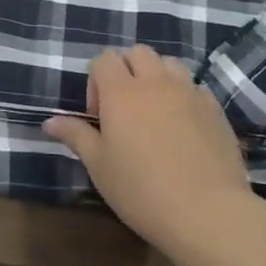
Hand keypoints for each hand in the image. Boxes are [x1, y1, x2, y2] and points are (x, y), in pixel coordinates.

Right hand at [44, 44, 253, 258]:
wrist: (206, 212)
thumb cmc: (141, 190)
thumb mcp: (99, 166)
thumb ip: (76, 136)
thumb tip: (50, 121)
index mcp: (121, 92)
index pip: (104, 59)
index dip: (95, 80)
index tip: (98, 116)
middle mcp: (156, 82)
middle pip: (138, 53)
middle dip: (126, 70)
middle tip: (124, 109)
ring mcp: (189, 92)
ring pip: (169, 64)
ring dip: (157, 77)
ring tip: (155, 112)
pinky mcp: (215, 109)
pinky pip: (195, 87)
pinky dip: (183, 95)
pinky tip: (183, 127)